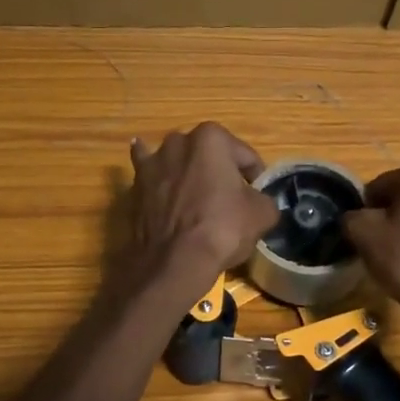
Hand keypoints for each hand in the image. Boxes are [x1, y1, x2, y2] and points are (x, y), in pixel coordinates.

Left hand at [126, 124, 278, 294]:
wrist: (175, 261)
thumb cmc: (223, 228)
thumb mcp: (262, 214)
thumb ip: (264, 199)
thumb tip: (258, 202)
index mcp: (212, 138)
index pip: (245, 156)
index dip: (255, 177)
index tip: (257, 196)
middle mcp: (179, 141)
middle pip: (210, 156)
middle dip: (220, 172)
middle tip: (230, 200)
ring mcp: (154, 162)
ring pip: (179, 162)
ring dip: (188, 172)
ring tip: (197, 195)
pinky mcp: (135, 185)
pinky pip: (147, 172)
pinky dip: (153, 171)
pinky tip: (153, 167)